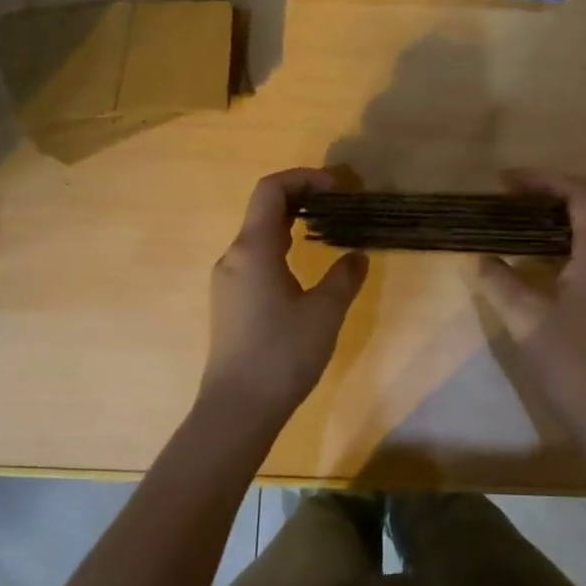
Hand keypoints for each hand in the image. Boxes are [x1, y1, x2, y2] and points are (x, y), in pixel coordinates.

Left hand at [199, 168, 367, 426]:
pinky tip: (304, 269)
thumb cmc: (282, 354)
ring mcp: (228, 281)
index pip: (271, 190)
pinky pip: (255, 259)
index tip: (339, 188)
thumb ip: (344, 277)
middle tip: (340, 206)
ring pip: (259, 235)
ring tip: (328, 233)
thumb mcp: (325, 313)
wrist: (237, 408)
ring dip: (292, 224)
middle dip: (302, 198)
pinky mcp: (230, 302)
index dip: (305, 178)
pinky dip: (282, 248)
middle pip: (264, 209)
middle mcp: (234, 257)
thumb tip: (356, 256)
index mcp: (253, 249)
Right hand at [476, 171, 585, 449]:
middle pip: (584, 212)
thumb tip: (483, 260)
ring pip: (583, 237)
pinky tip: (527, 264)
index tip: (507, 182)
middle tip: (504, 201)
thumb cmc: (569, 360)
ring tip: (509, 226)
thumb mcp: (526, 317)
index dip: (545, 180)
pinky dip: (554, 249)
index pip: (581, 196)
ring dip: (548, 225)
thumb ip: (501, 281)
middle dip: (544, 198)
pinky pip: (583, 259)